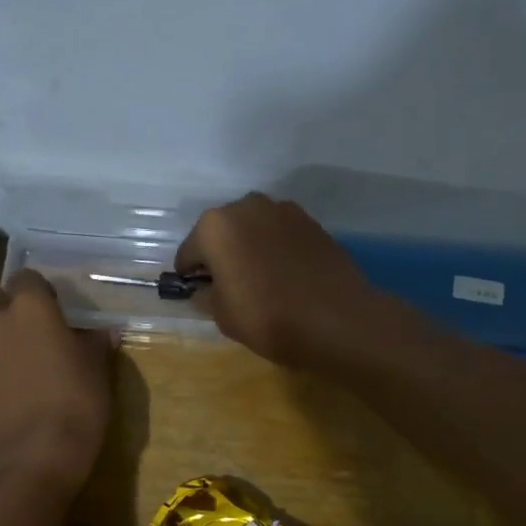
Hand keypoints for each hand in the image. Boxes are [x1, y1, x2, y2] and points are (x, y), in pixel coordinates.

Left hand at [0, 270, 115, 490]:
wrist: (36, 455)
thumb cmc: (77, 400)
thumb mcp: (98, 368)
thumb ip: (95, 342)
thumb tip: (103, 332)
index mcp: (29, 307)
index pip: (26, 277)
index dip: (40, 291)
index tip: (55, 309)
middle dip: (10, 309)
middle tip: (36, 332)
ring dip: (1, 341)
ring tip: (24, 367)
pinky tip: (13, 392)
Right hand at [176, 194, 388, 367]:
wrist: (336, 319)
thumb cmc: (267, 317)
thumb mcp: (223, 316)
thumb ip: (206, 296)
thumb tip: (204, 289)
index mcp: (215, 226)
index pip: (189, 253)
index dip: (190, 276)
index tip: (197, 293)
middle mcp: (247, 206)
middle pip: (222, 232)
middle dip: (221, 254)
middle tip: (229, 286)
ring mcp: (283, 210)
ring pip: (253, 229)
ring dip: (249, 247)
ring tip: (260, 280)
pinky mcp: (311, 222)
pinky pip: (280, 235)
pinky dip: (276, 249)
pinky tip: (285, 276)